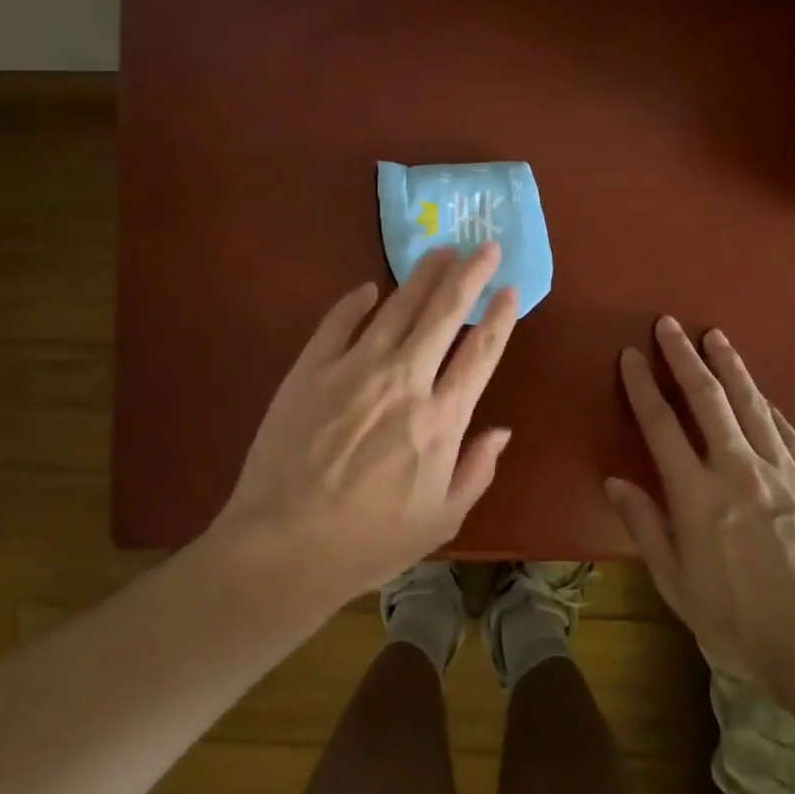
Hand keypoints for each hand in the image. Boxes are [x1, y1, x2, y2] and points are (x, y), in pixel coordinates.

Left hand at [211, 244, 519, 603]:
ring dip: (423, 275)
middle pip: (445, 313)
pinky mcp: (311, 368)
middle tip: (484, 246)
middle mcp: (404, 380)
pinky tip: (369, 287)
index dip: (500, 317)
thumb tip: (502, 430)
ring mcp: (355, 369)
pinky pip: (338, 321)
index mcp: (441, 419)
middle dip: (470, 275)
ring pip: (398, 307)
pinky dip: (356, 301)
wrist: (283, 547)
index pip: (481, 353)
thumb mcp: (441, 520)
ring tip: (440, 250)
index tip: (511, 289)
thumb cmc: (369, 542)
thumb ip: (476, 470)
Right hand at [607, 317, 794, 689]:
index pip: (661, 425)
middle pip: (707, 399)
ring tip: (715, 335)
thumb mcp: (678, 586)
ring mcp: (783, 473)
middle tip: (669, 324)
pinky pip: (789, 432)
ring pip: (751, 404)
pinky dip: (769, 406)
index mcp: (697, 495)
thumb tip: (616, 481)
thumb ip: (646, 527)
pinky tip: (761, 392)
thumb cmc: (742, 625)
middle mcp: (738, 470)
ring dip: (730, 366)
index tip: (631, 355)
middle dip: (684, 357)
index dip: (643, 386)